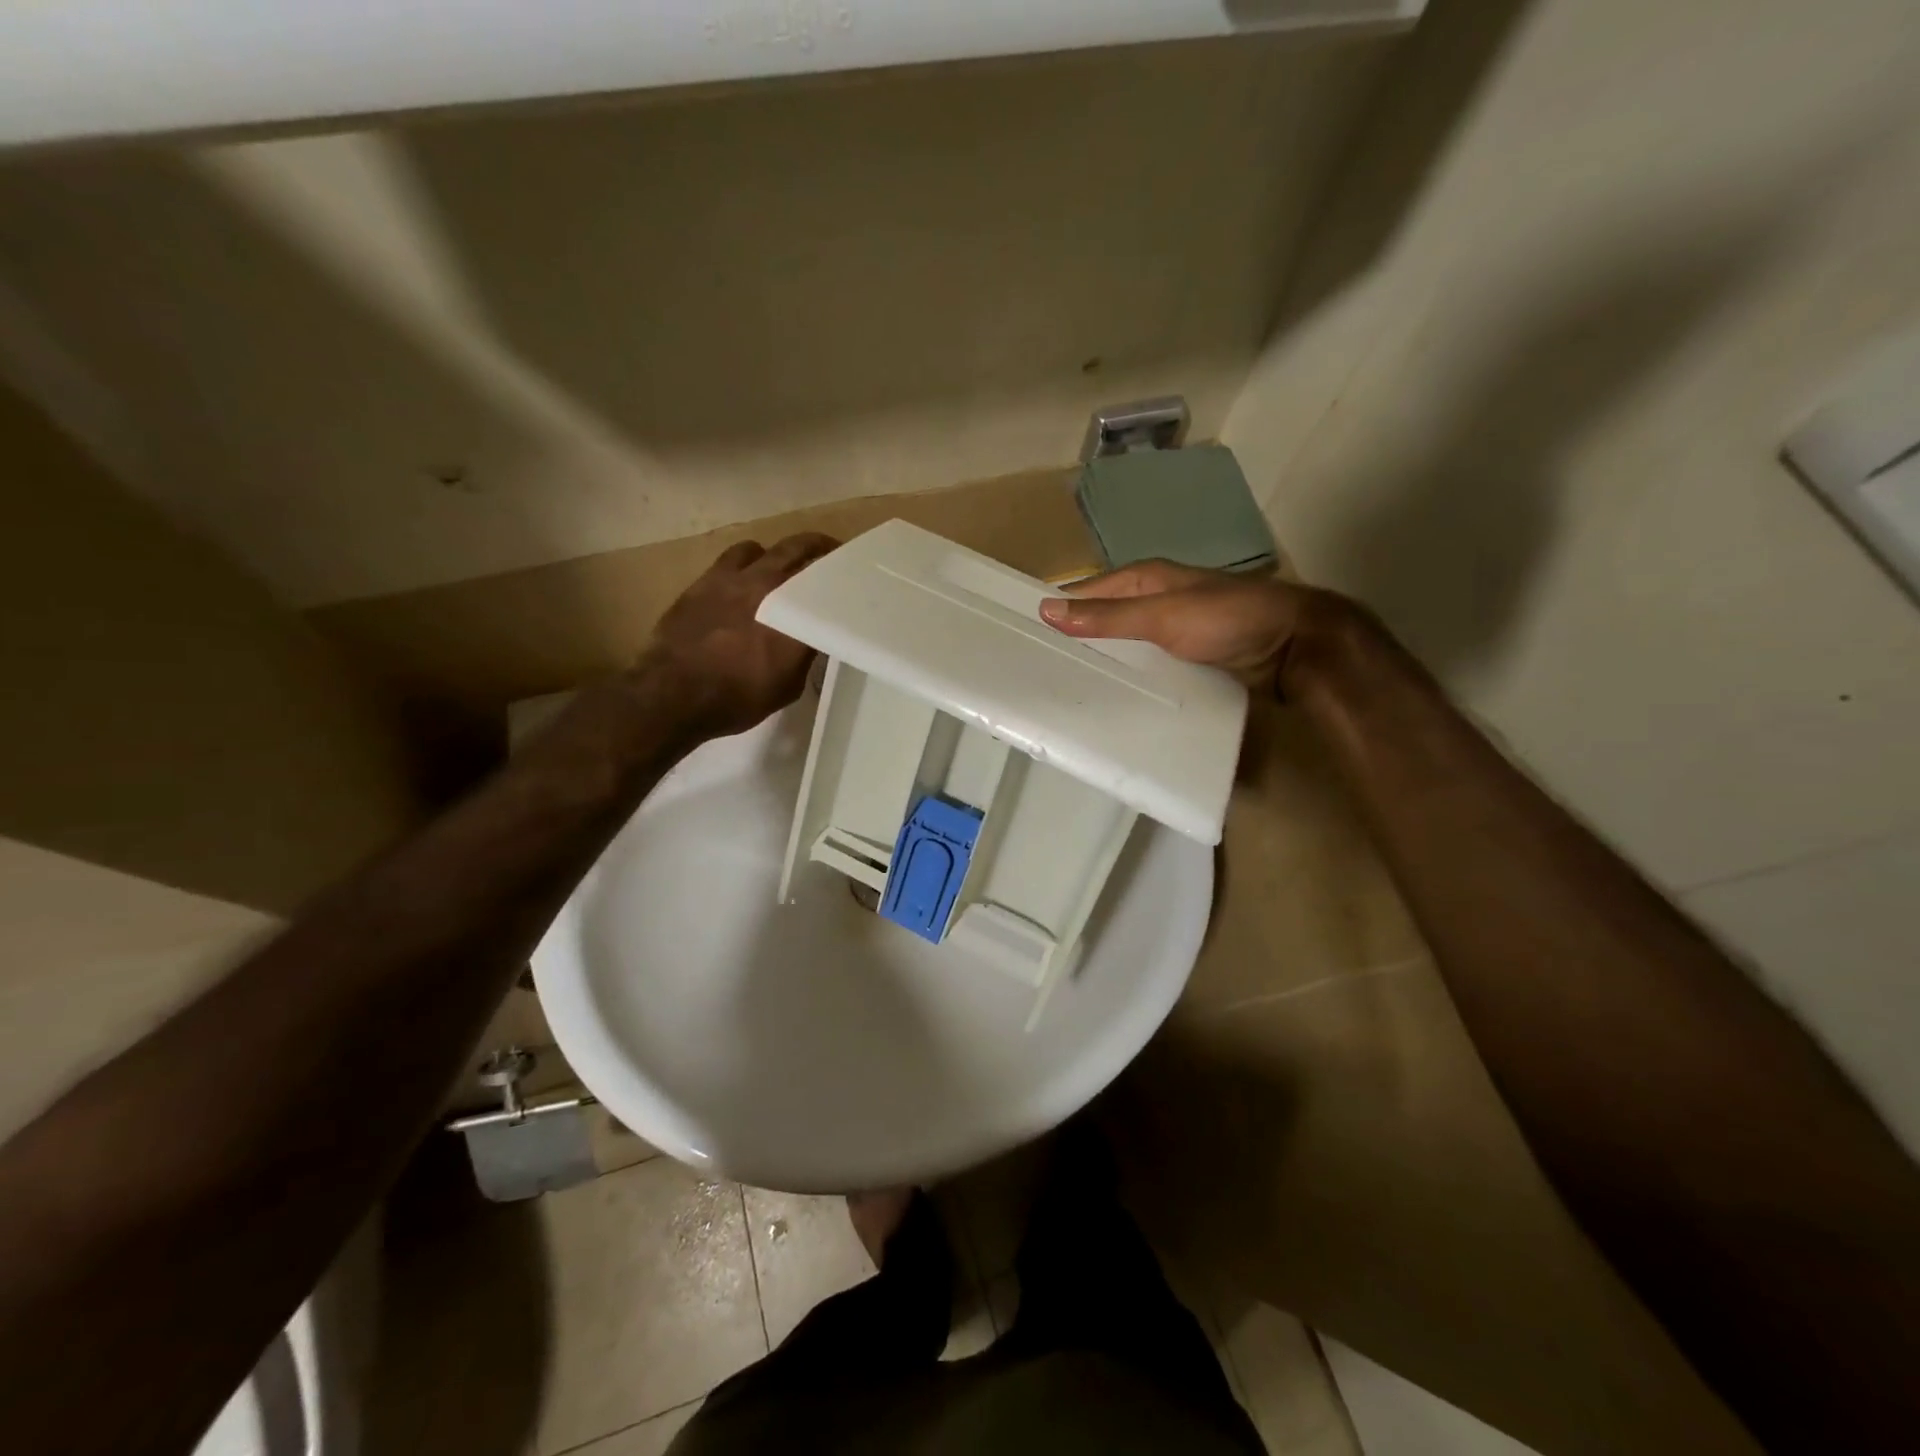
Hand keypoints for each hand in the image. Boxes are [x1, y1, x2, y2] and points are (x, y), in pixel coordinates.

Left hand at [649, 533, 838, 734]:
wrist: (673, 695)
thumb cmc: (737, 698)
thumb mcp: (788, 685)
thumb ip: (803, 654)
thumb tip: (811, 637)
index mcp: (792, 611)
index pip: (826, 580)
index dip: (840, 573)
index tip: (851, 574)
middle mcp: (765, 584)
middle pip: (797, 549)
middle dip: (816, 547)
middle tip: (828, 551)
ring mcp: (729, 578)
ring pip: (759, 548)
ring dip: (774, 553)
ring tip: (778, 566)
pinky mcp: (702, 582)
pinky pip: (730, 559)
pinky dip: (744, 563)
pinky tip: (741, 582)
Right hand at [1038, 559, 1336, 689]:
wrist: (1294, 646)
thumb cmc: (1227, 620)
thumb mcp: (1162, 615)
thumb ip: (1108, 616)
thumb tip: (1046, 608)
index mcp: (1144, 579)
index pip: (1086, 593)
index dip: (1057, 612)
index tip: (1023, 640)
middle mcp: (1154, 601)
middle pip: (1103, 621)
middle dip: (1077, 642)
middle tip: (1040, 675)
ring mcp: (1171, 631)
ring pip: (1125, 646)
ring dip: (1103, 663)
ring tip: (1068, 691)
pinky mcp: (1186, 658)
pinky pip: (1147, 666)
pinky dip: (1130, 678)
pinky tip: (1114, 698)